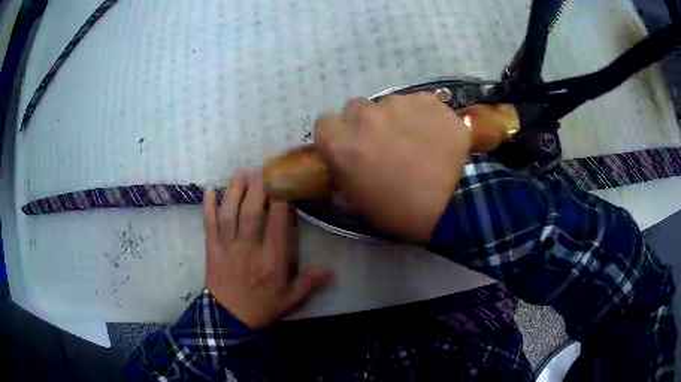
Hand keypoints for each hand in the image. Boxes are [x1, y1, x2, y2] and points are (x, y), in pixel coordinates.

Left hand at [203, 171, 332, 329]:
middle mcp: (249, 247)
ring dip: (234, 191)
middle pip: (252, 212)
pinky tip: (207, 191)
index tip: (283, 183)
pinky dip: (207, 208)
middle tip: (260, 168)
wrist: (229, 320)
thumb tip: (332, 271)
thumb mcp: (290, 300)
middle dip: (257, 187)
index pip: (277, 222)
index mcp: (271, 259)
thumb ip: (309, 283)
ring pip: (230, 214)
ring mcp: (228, 247)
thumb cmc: (261, 307)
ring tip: (240, 173)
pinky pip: (209, 225)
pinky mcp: (212, 250)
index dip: (280, 200)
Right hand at [314, 93, 470, 241]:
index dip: (336, 135)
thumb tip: (344, 159)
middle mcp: (365, 116)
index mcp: (342, 143)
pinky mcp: (427, 100)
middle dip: (364, 124)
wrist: (454, 203)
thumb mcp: (359, 201)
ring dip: (395, 119)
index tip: (349, 146)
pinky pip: (416, 103)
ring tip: (415, 140)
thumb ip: (344, 171)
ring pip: (388, 104)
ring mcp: (398, 103)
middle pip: (355, 109)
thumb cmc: (401, 210)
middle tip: (383, 143)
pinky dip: (421, 115)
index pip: (324, 123)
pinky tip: (434, 134)